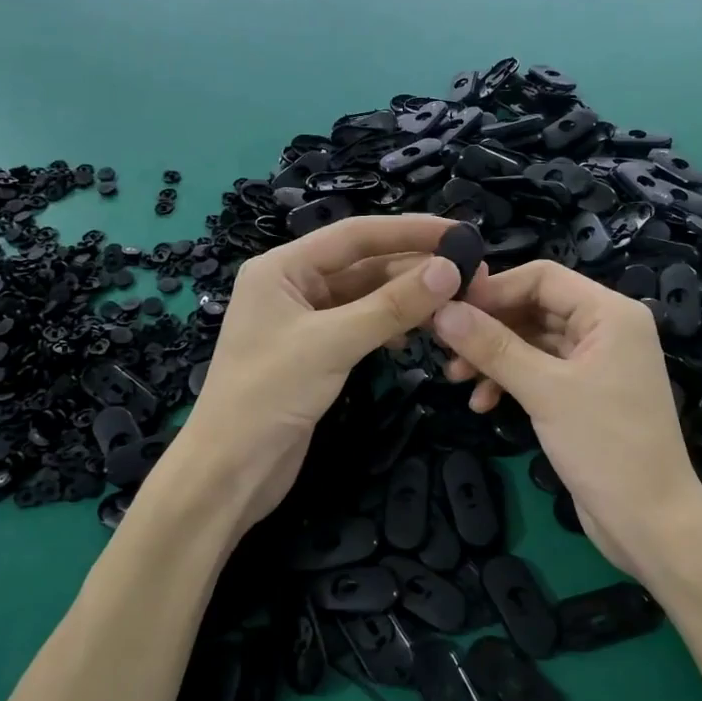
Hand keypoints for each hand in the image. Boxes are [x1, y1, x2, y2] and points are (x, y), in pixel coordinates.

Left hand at [178, 214, 464, 531]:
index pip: (356, 235)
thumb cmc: (268, 396)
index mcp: (282, 267)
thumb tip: (450, 270)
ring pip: (367, 296)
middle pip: (364, 264)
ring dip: (408, 299)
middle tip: (471, 276)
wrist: (230, 470)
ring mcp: (305, 320)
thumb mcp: (332, 344)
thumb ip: (392, 306)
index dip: (410, 230)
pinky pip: (362, 325)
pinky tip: (418, 335)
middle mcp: (293, 285)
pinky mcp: (317, 351)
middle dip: (415, 268)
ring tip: (455, 305)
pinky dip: (391, 325)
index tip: (460, 233)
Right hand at [431, 261, 701, 576]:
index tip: (448, 310)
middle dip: (489, 327)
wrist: (651, 522)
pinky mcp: (586, 394)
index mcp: (610, 313)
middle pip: (535, 307)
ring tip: (456, 380)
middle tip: (444, 348)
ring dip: (494, 357)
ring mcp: (596, 362)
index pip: (542, 277)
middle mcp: (606, 329)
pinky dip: (511, 382)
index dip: (493, 289)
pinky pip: (540, 371)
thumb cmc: (606, 446)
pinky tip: (484, 404)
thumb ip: (493, 347)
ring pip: (533, 341)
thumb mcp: (545, 391)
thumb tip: (442, 311)